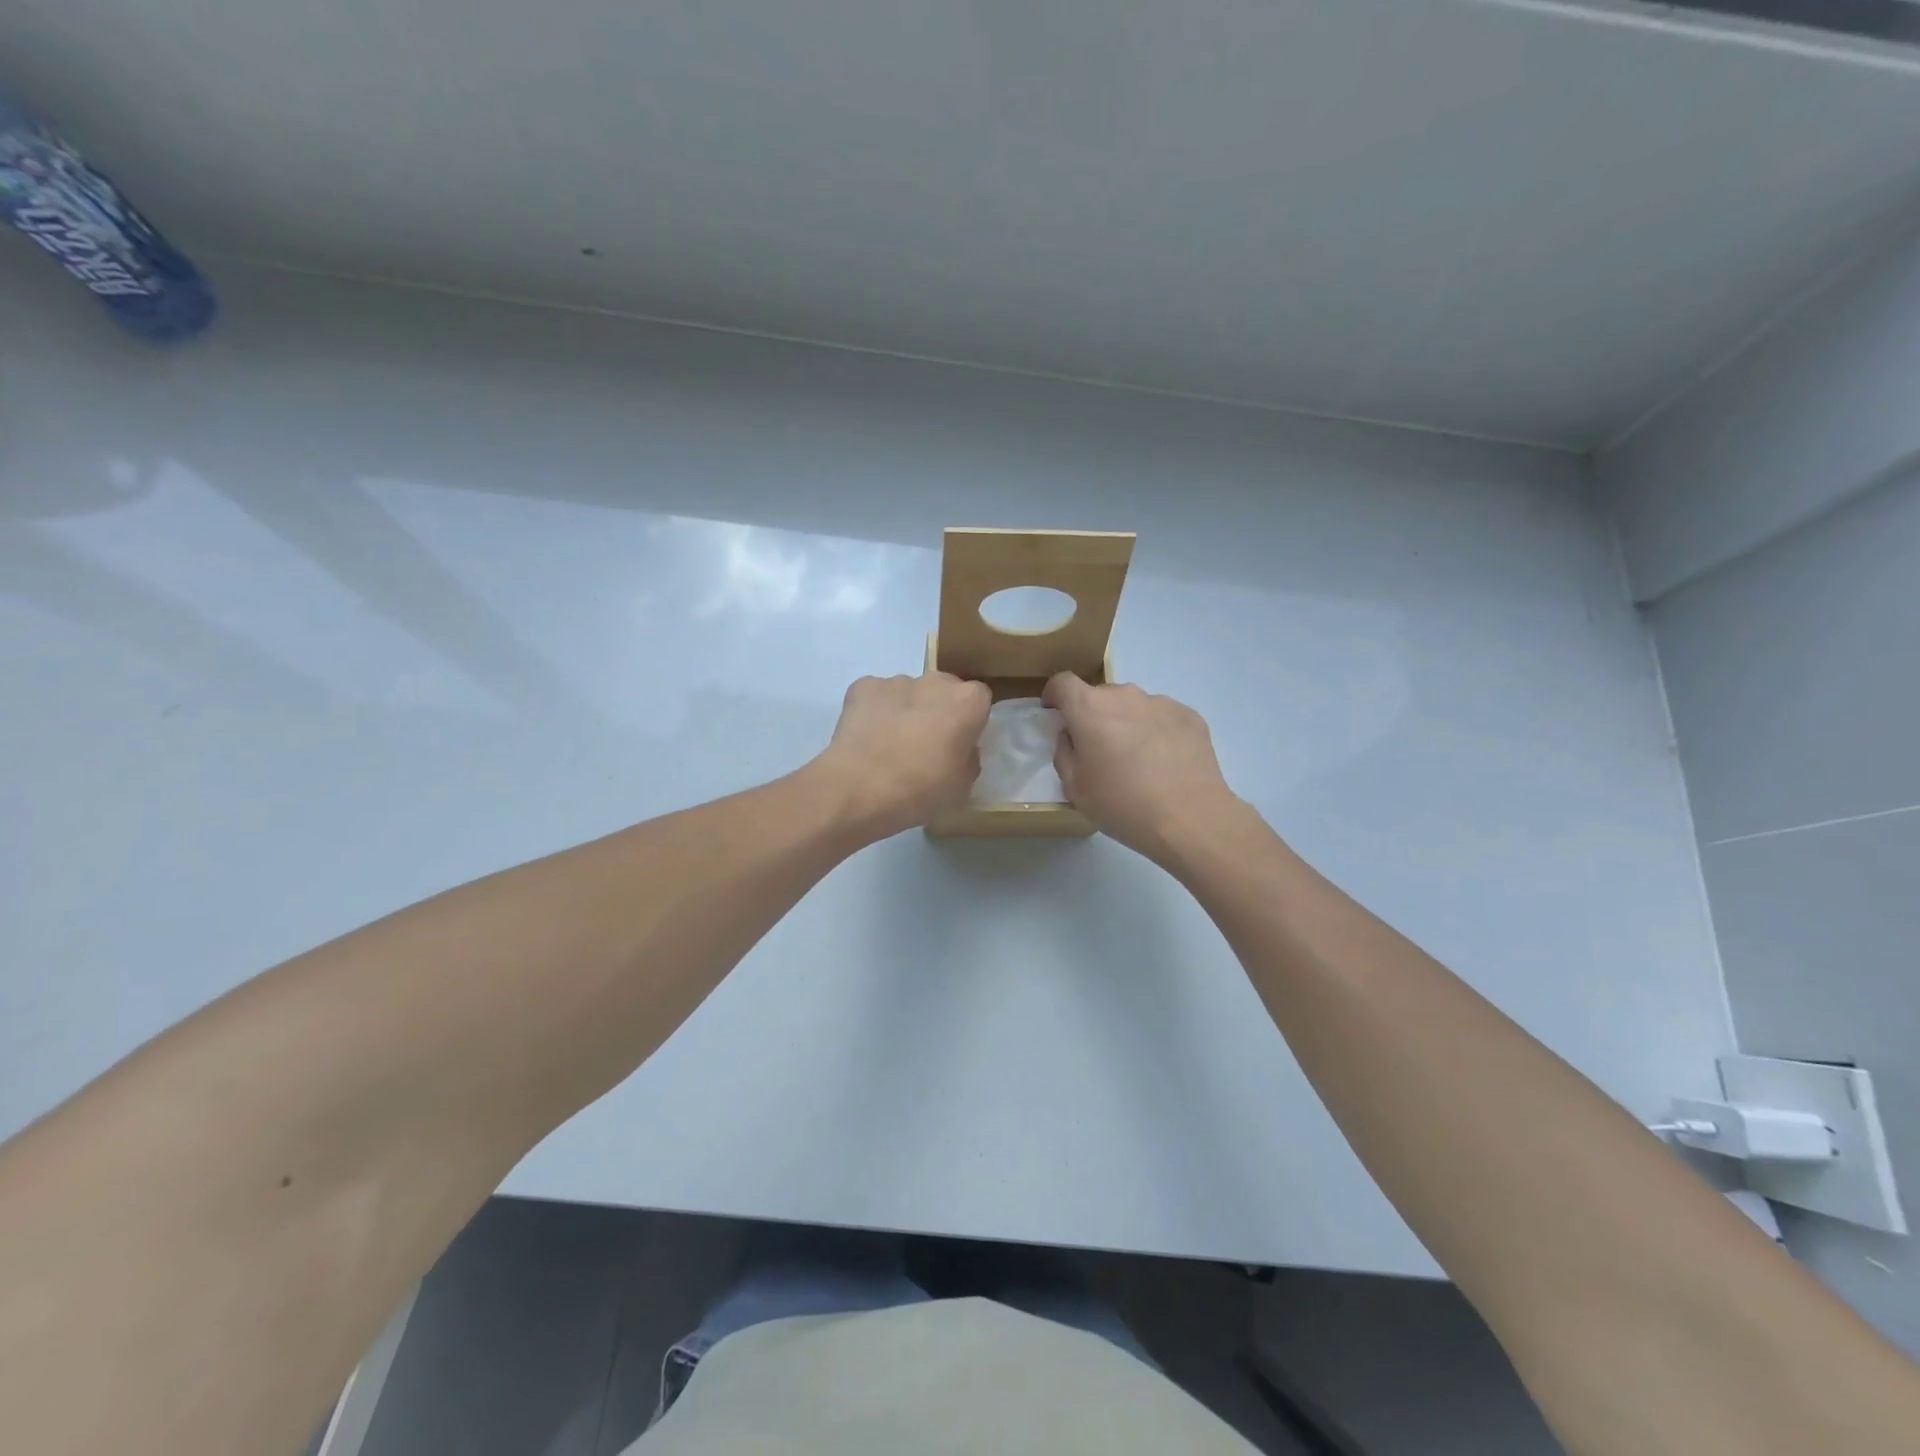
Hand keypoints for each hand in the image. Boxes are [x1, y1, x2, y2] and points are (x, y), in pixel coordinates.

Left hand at [813, 673, 990, 839]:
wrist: (861, 789)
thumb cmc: (921, 790)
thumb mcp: (962, 786)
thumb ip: (968, 759)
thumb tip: (959, 750)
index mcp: (967, 702)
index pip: (979, 699)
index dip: (969, 720)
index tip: (959, 742)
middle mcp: (935, 681)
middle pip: (943, 689)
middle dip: (938, 709)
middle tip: (926, 744)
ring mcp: (896, 681)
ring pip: (908, 692)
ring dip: (906, 710)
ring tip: (890, 745)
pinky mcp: (862, 686)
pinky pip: (876, 696)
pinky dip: (874, 711)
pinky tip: (867, 739)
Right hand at [1043, 672, 1243, 862]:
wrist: (1189, 818)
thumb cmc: (1122, 804)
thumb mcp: (1075, 787)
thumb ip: (1064, 752)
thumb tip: (1071, 735)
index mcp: (1090, 708)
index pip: (1062, 683)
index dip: (1054, 696)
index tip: (1056, 714)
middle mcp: (1125, 695)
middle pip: (1100, 696)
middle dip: (1094, 717)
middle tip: (1100, 752)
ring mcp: (1161, 703)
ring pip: (1133, 707)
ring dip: (1127, 724)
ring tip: (1138, 762)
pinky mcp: (1190, 716)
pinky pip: (1162, 718)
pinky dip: (1156, 732)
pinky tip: (1165, 764)